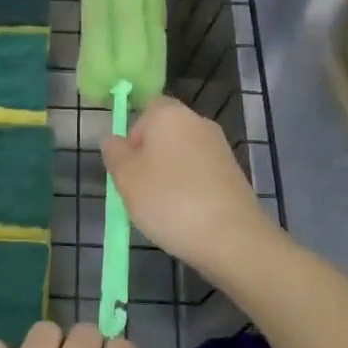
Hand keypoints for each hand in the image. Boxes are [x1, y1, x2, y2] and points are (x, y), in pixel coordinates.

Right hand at [102, 95, 274, 274]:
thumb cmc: (169, 200)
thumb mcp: (126, 178)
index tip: (128, 165)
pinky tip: (185, 216)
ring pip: (182, 157)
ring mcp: (220, 148)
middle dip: (149, 159)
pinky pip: (200, 175)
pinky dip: (189, 190)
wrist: (231, 236)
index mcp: (170, 115)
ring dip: (168, 176)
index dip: (133, 136)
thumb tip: (114, 140)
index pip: (146, 110)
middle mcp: (198, 123)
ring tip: (161, 209)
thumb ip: (114, 153)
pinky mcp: (234, 174)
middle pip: (164, 134)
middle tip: (138, 190)